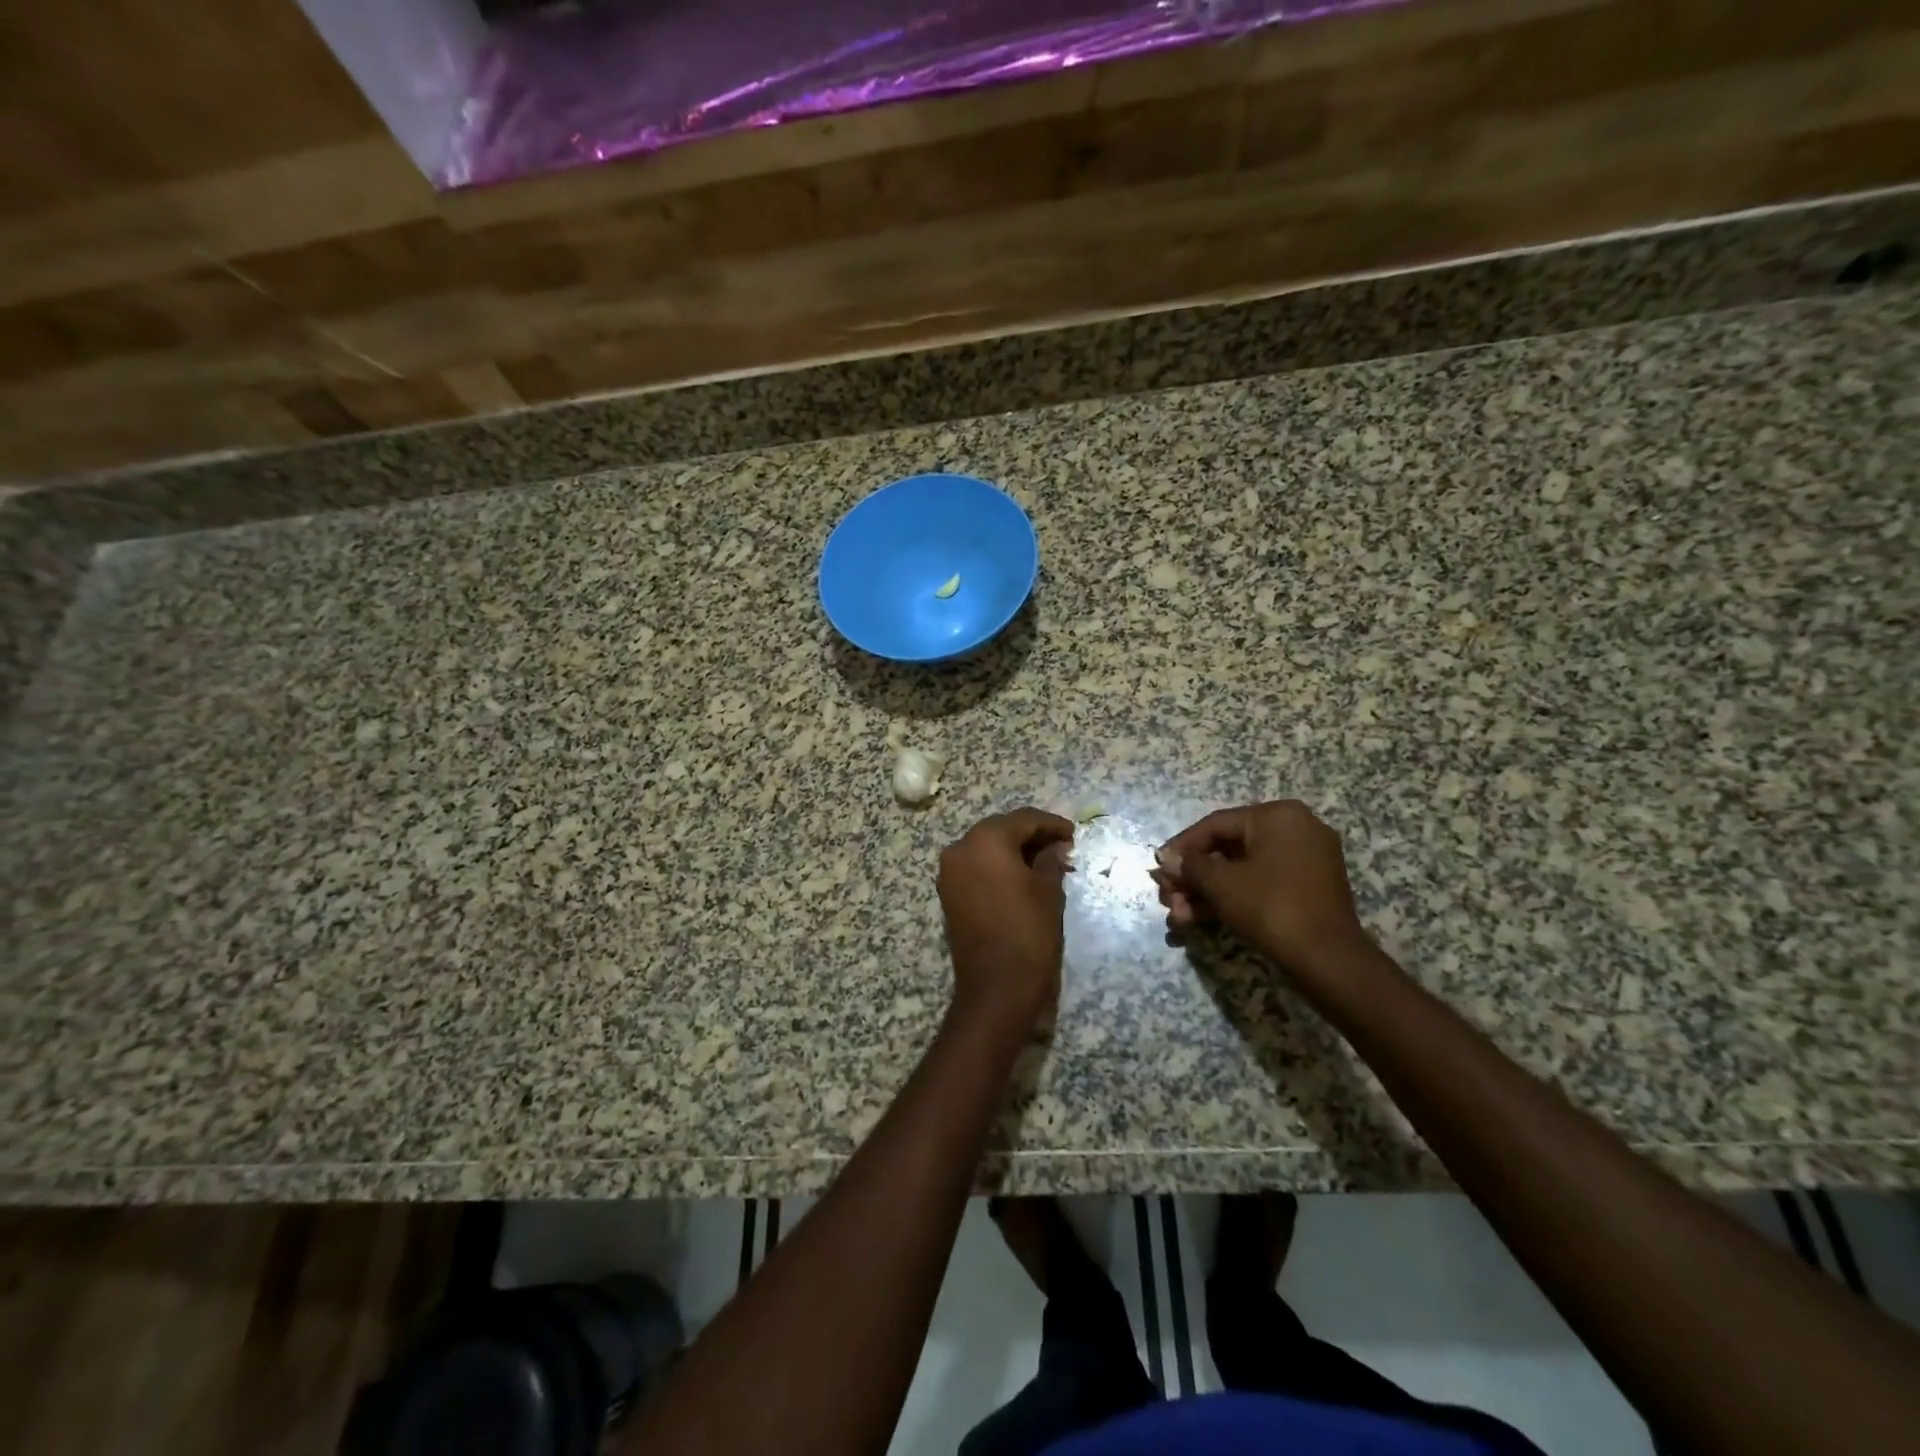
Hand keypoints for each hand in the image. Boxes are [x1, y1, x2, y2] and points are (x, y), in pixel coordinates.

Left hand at [938, 808, 1075, 1028]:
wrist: (996, 988)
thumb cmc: (1028, 933)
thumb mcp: (1048, 891)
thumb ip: (1050, 860)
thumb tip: (1055, 846)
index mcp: (986, 840)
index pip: (1023, 819)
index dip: (1051, 824)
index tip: (1073, 834)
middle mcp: (961, 848)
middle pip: (1000, 829)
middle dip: (1030, 835)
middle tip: (1060, 846)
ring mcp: (950, 872)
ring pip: (986, 847)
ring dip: (1013, 850)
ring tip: (1044, 862)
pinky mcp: (948, 893)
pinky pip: (975, 867)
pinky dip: (997, 866)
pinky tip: (1021, 876)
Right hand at [1152, 800, 1368, 974]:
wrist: (1328, 960)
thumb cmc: (1271, 907)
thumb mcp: (1221, 884)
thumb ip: (1190, 866)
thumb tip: (1167, 859)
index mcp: (1278, 816)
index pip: (1216, 824)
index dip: (1182, 846)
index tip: (1159, 866)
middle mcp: (1296, 829)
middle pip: (1227, 849)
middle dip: (1193, 877)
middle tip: (1168, 897)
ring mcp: (1306, 860)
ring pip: (1242, 870)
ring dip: (1207, 892)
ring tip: (1179, 916)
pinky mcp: (1308, 888)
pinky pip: (1261, 883)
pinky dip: (1233, 898)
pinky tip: (1200, 918)